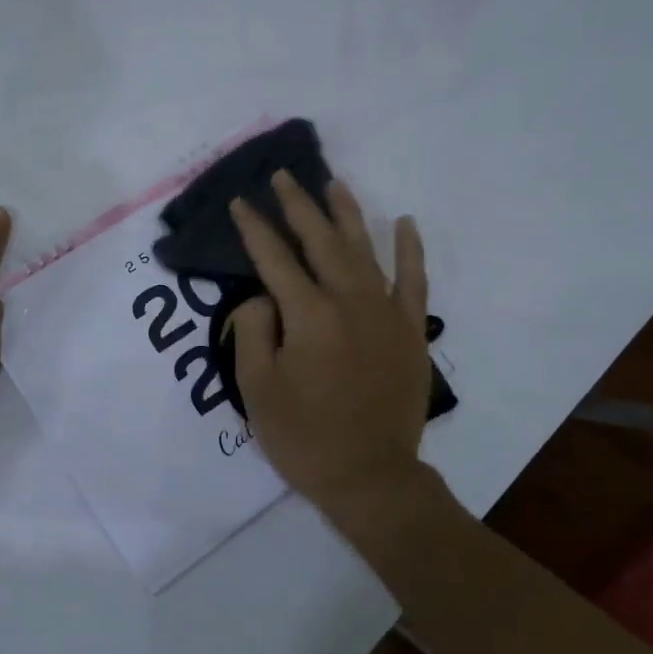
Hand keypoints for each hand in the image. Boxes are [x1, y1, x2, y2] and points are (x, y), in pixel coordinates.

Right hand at [228, 171, 430, 524]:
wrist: (371, 477)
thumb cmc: (304, 437)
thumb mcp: (256, 388)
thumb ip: (253, 330)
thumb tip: (263, 297)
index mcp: (309, 315)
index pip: (274, 259)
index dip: (254, 229)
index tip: (239, 203)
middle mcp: (350, 301)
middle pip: (321, 241)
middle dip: (298, 206)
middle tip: (283, 177)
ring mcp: (386, 313)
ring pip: (364, 249)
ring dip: (346, 213)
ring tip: (333, 183)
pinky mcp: (411, 330)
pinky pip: (414, 280)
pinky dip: (410, 249)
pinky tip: (405, 223)